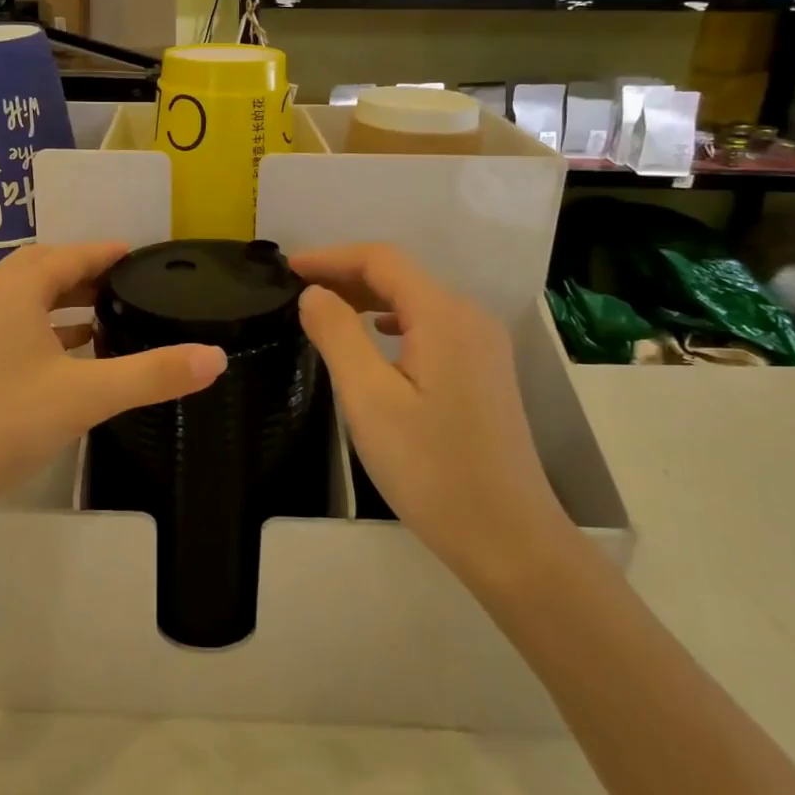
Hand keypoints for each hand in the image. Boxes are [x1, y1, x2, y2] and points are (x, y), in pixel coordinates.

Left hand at [0, 242, 226, 538]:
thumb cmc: (3, 422)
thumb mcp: (87, 396)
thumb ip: (152, 374)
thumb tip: (215, 358)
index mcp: (14, 291)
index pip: (69, 255)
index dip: (105, 252)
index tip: (138, 255)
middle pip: (41, 270)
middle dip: (83, 272)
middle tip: (123, 285)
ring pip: (21, 300)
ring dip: (60, 301)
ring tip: (101, 318)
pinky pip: (8, 326)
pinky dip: (40, 328)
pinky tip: (61, 358)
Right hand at [291, 244, 577, 595]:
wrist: (506, 537)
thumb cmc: (430, 467)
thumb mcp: (368, 399)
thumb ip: (337, 335)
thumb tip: (314, 293)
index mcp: (444, 315)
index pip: (382, 260)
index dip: (332, 257)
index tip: (288, 269)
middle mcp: (469, 318)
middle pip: (401, 276)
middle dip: (347, 275)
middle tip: (298, 291)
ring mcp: (483, 346)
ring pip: (416, 301)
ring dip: (369, 298)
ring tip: (326, 310)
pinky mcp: (484, 372)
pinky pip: (431, 326)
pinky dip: (393, 321)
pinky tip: (376, 337)